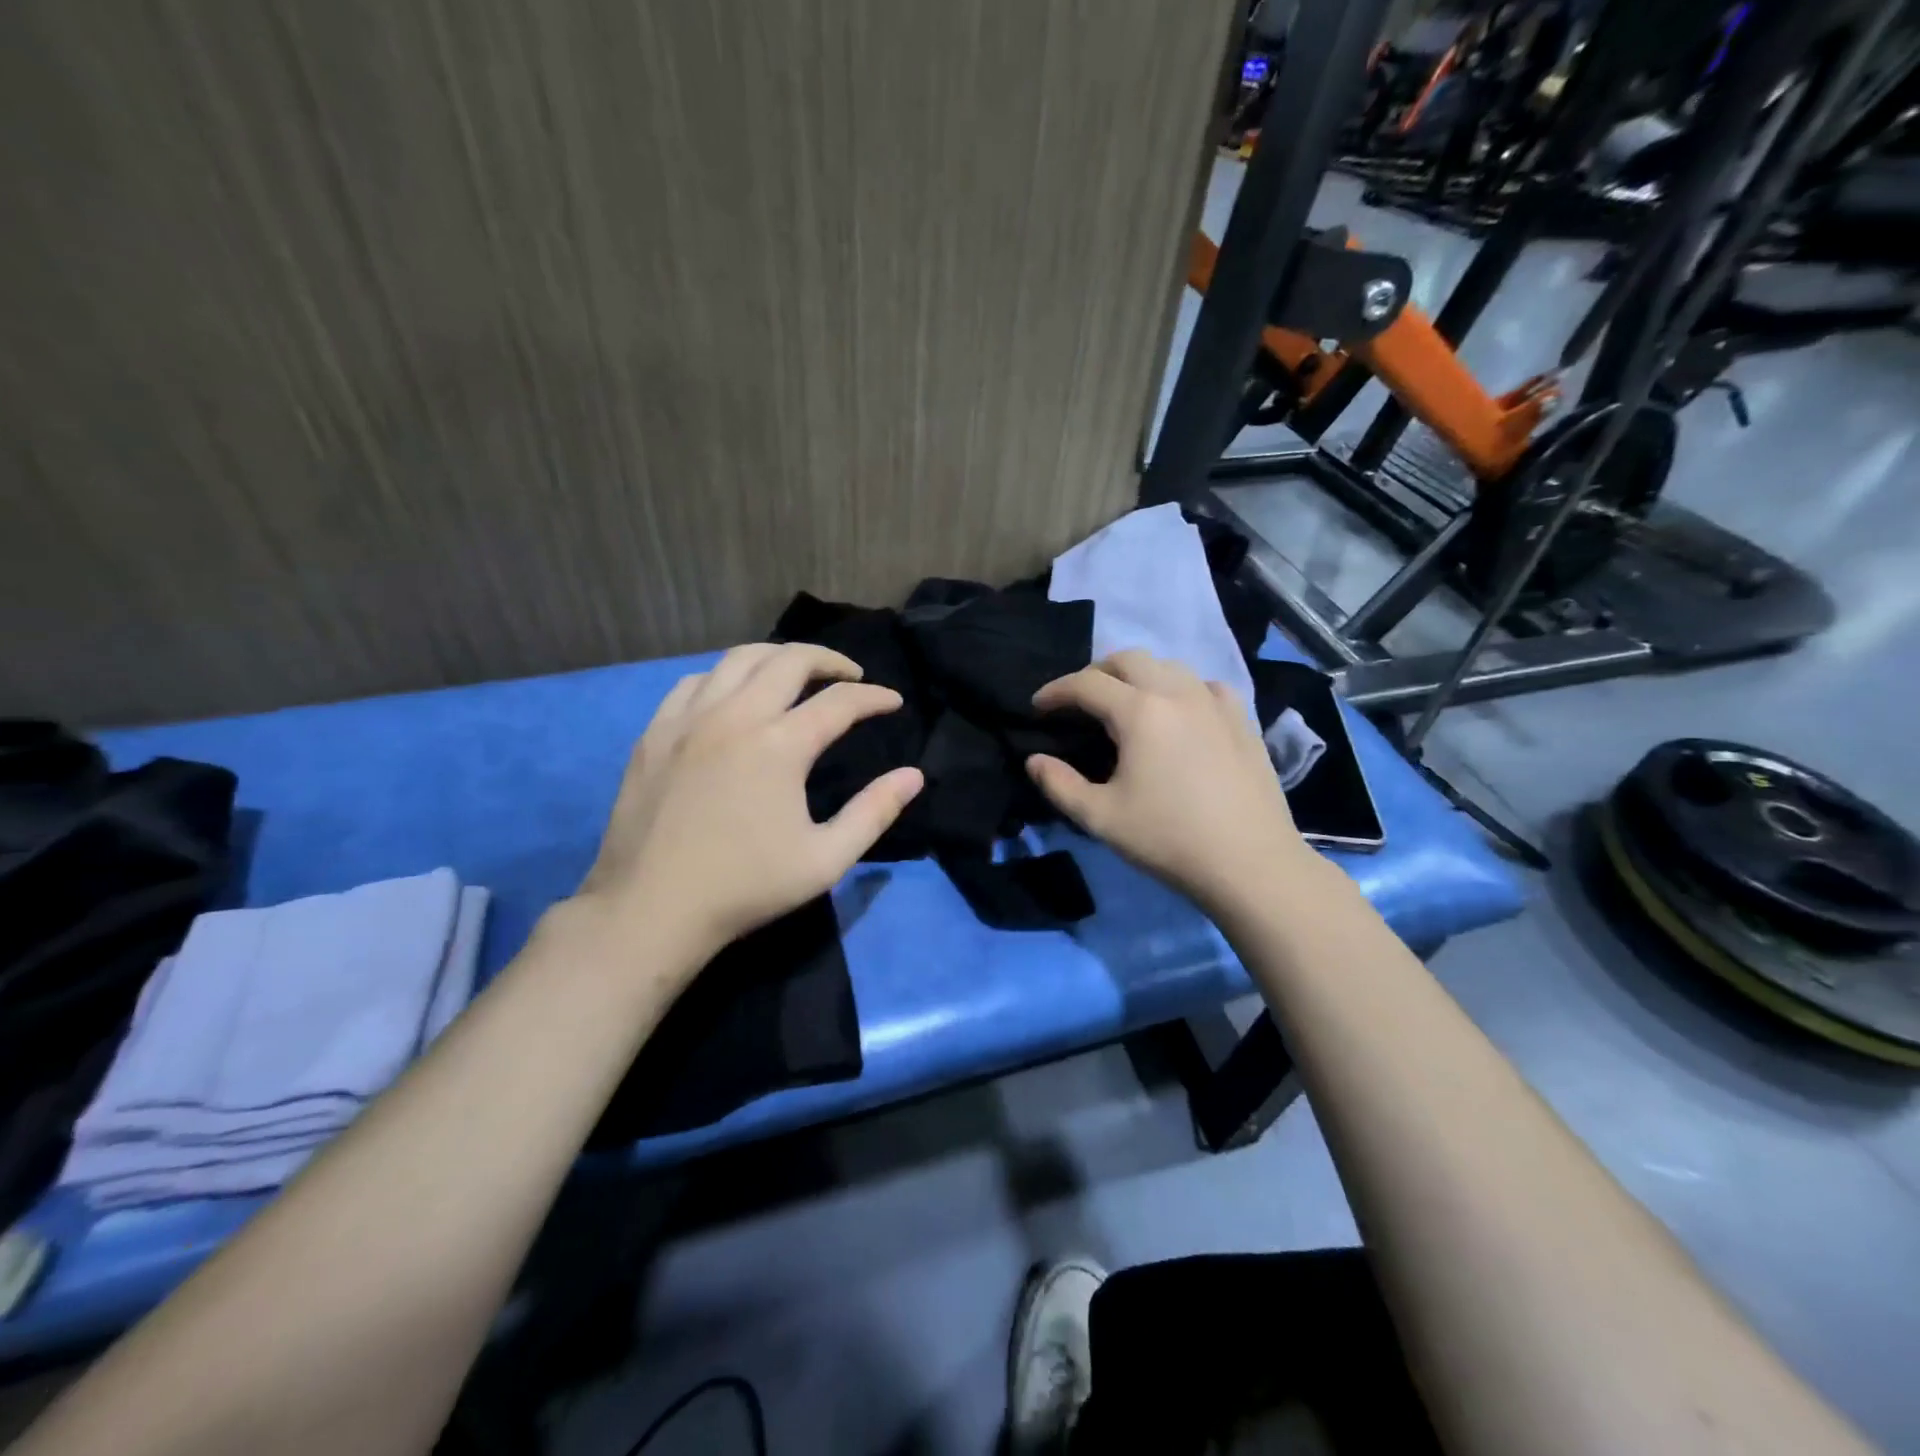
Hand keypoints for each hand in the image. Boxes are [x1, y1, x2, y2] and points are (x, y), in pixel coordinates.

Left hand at [577, 643, 923, 964]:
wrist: (652, 908)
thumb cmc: (746, 887)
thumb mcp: (826, 860)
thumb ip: (874, 812)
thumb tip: (913, 776)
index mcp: (780, 745)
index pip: (840, 702)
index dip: (874, 698)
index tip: (893, 702)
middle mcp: (735, 715)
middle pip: (789, 660)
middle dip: (829, 659)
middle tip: (850, 675)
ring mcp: (688, 719)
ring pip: (738, 659)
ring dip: (777, 657)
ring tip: (796, 673)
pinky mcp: (656, 732)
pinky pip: (695, 681)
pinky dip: (725, 676)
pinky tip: (734, 694)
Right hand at [1026, 651, 1309, 912]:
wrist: (1251, 863)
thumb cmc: (1168, 839)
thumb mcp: (1101, 817)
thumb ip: (1059, 784)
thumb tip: (1034, 760)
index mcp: (1140, 712)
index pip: (1086, 683)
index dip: (1055, 691)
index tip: (1037, 706)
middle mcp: (1177, 693)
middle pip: (1128, 659)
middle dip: (1095, 672)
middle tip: (1078, 701)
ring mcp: (1215, 702)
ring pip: (1169, 666)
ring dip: (1137, 675)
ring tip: (1124, 703)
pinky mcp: (1241, 719)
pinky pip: (1204, 685)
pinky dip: (1180, 688)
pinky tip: (1178, 712)